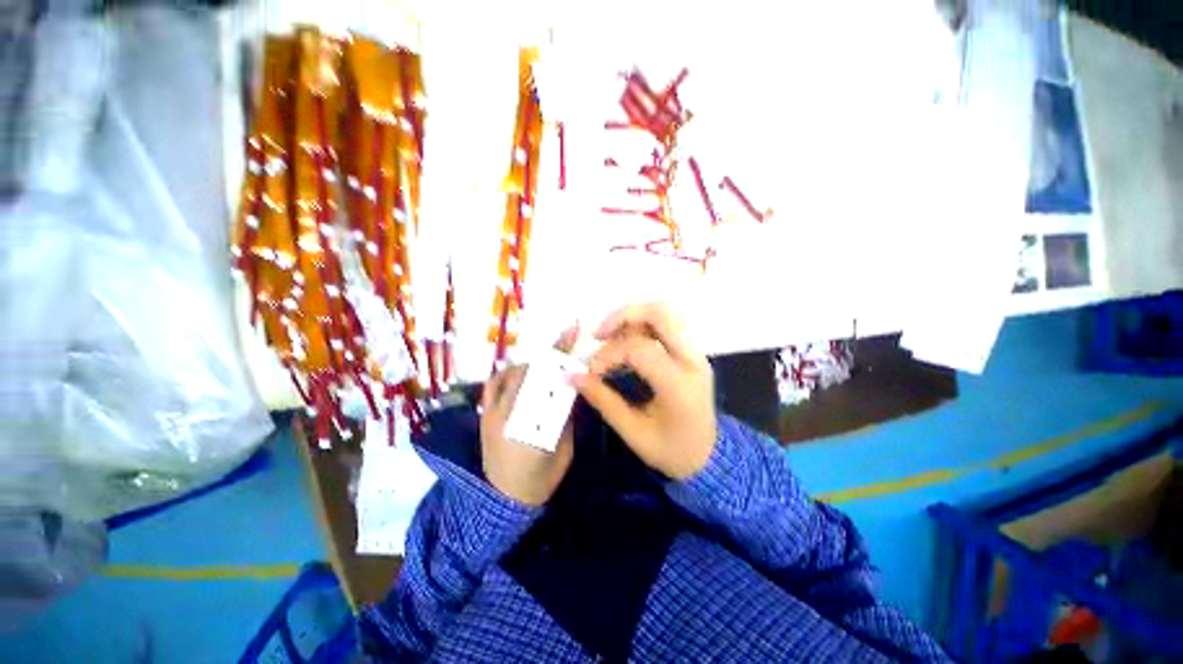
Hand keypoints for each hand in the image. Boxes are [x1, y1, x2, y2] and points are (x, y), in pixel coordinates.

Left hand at [480, 327, 577, 505]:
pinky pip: (493, 384)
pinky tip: (518, 371)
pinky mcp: (485, 414)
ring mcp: (493, 412)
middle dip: (550, 358)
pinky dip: (506, 373)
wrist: (504, 499)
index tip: (574, 348)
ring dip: (531, 364)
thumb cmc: (541, 478)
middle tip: (564, 345)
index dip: (563, 365)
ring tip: (544, 363)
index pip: (550, 386)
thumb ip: (567, 419)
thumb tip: (571, 390)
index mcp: (533, 427)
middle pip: (531, 374)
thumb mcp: (564, 450)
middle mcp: (509, 414)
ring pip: (512, 374)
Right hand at [570, 304, 716, 479]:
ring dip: (633, 317)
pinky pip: (667, 325)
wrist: (708, 457)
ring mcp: (695, 354)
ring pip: (665, 314)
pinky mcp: (692, 353)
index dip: (609, 354)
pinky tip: (625, 341)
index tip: (592, 372)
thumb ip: (603, 400)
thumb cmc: (670, 451)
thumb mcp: (633, 432)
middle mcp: (692, 361)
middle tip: (599, 334)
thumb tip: (572, 376)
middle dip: (623, 316)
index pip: (640, 349)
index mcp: (678, 385)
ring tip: (609, 335)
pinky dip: (642, 325)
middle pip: (660, 315)